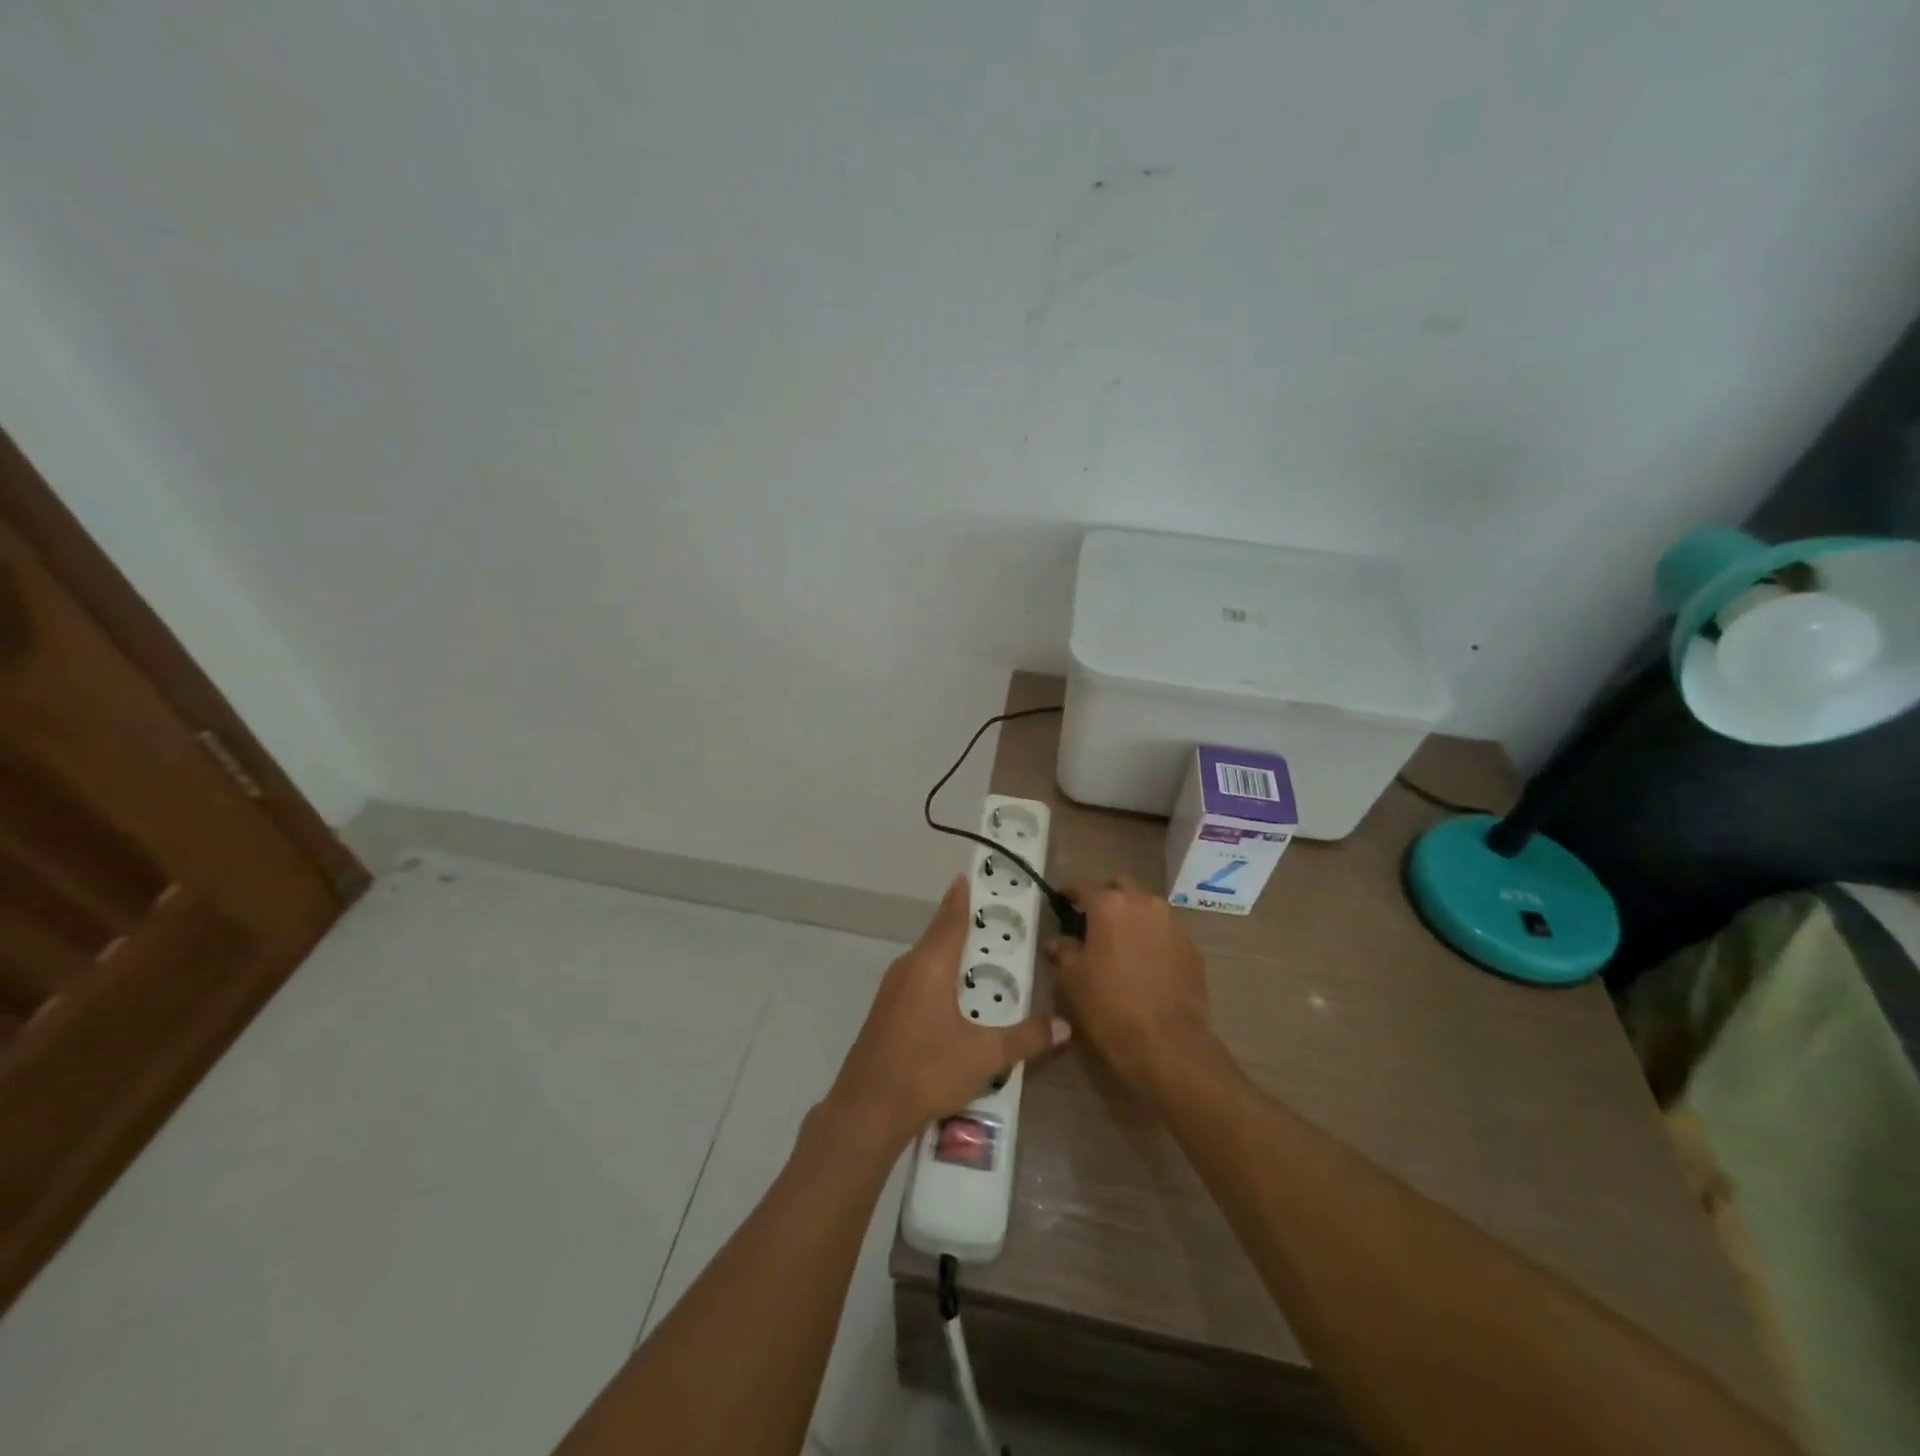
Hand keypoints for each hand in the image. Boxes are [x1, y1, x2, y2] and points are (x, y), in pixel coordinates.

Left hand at [825, 875, 1069, 1150]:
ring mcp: (891, 990)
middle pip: (937, 935)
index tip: (966, 876)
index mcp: (931, 966)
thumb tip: (1064, 1026)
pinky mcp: (884, 1011)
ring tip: (975, 954)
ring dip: (947, 952)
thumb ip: (1026, 1038)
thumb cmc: (928, 1070)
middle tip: (986, 917)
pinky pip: (915, 979)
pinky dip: (935, 974)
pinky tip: (950, 995)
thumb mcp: (985, 1055)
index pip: (950, 919)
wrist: (867, 1109)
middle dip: (959, 924)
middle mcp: (908, 968)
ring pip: (925, 959)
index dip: (960, 898)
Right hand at [1049, 875, 1214, 1094]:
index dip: (1069, 893)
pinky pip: (1165, 929)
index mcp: (1109, 905)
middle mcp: (1143, 903)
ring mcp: (1172, 922)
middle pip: (1120, 886)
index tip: (1061, 903)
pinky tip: (1145, 961)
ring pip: (1146, 905)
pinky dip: (1152, 936)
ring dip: (1132, 915)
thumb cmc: (1110, 1005)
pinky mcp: (1191, 945)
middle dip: (1106, 897)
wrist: (1167, 1043)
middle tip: (1094, 921)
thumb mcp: (1073, 979)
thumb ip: (1064, 951)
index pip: (1082, 886)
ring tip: (1121, 942)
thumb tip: (1060, 941)